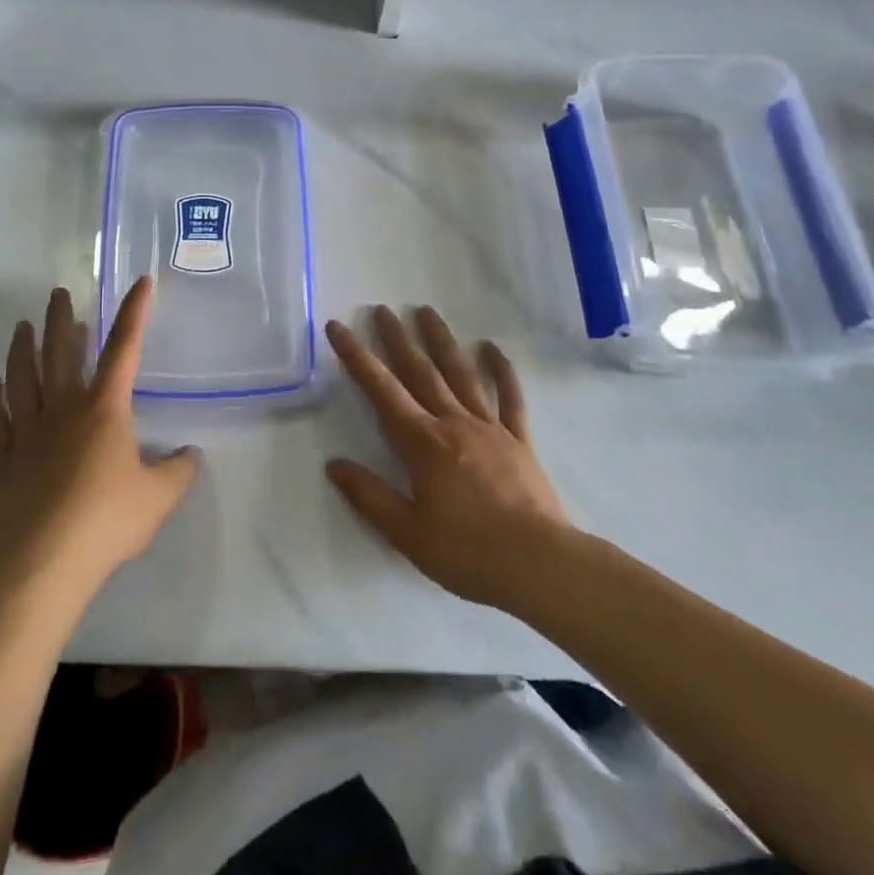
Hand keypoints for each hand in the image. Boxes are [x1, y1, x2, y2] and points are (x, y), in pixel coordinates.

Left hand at [0, 278, 199, 605]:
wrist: (42, 564)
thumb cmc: (106, 522)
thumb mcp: (159, 498)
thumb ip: (178, 471)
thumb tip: (190, 454)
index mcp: (103, 409)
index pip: (124, 349)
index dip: (135, 313)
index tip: (141, 282)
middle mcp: (63, 410)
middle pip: (60, 353)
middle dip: (62, 319)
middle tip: (59, 293)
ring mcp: (27, 433)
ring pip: (22, 379)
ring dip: (22, 349)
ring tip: (22, 326)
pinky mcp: (4, 461)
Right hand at [325, 306, 575, 612]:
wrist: (539, 565)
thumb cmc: (468, 552)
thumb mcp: (407, 533)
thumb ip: (369, 496)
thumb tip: (334, 464)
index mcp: (423, 443)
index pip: (382, 390)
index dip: (357, 357)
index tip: (339, 328)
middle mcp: (453, 423)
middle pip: (420, 372)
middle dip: (398, 339)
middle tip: (383, 309)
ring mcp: (490, 427)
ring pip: (461, 374)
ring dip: (442, 341)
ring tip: (426, 312)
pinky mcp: (519, 440)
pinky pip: (509, 398)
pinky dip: (501, 370)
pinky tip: (491, 348)